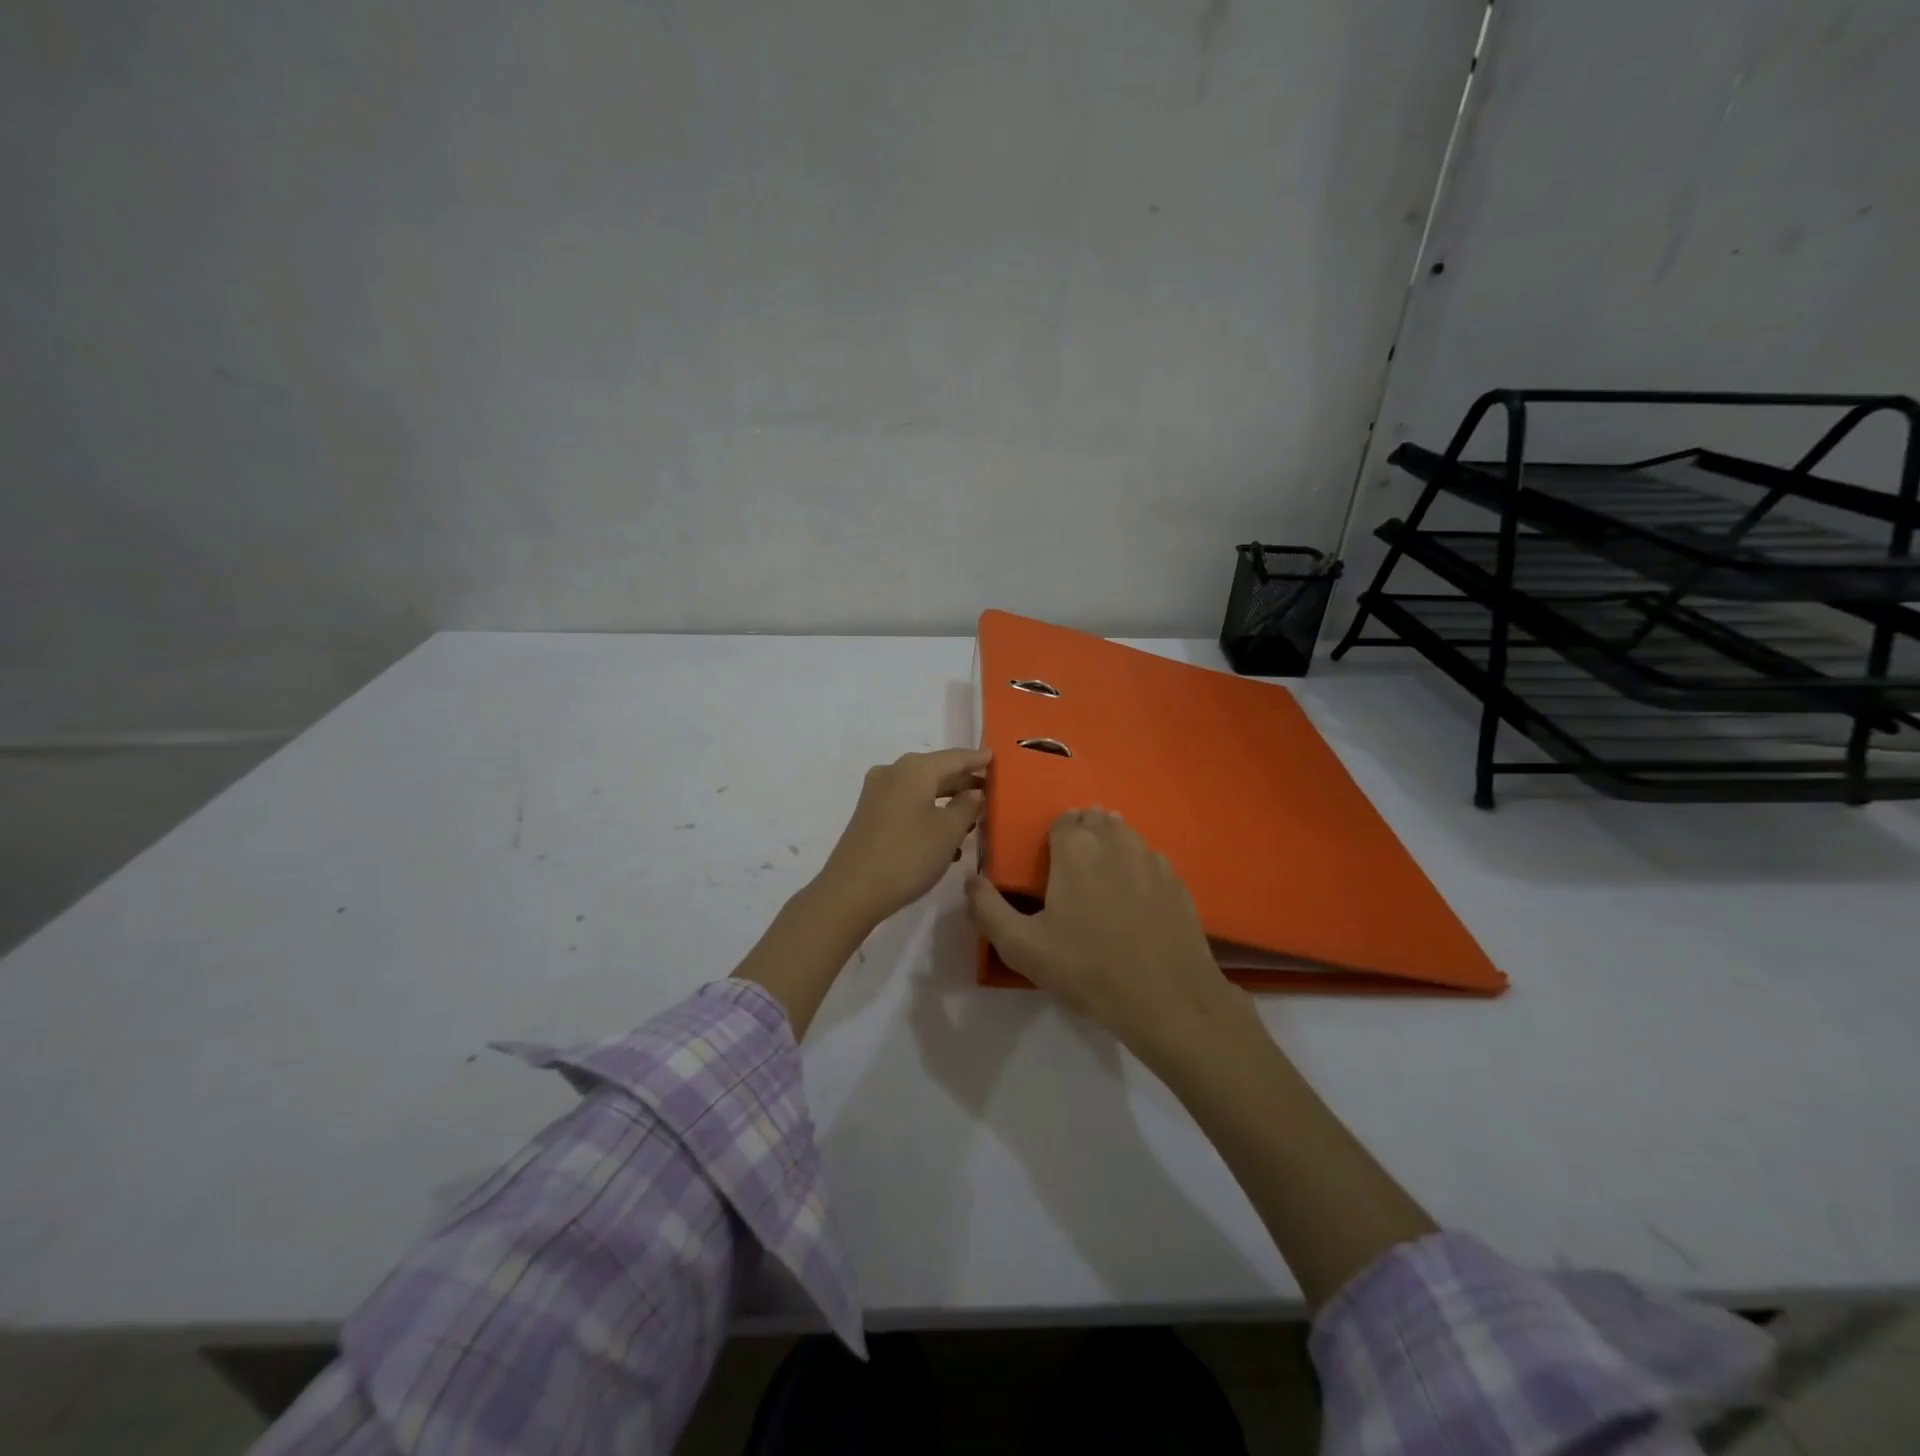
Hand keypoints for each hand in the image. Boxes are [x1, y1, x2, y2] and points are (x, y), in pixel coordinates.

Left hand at [816, 748, 989, 926]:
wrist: (852, 891)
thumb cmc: (908, 855)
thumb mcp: (948, 831)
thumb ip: (967, 807)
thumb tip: (973, 793)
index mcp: (914, 769)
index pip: (955, 757)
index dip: (977, 759)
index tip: (995, 758)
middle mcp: (893, 773)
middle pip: (936, 771)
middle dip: (962, 782)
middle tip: (988, 790)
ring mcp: (877, 794)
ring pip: (921, 790)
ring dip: (946, 802)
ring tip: (972, 818)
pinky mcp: (869, 816)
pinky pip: (907, 805)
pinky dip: (928, 814)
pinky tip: (945, 839)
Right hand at [966, 809, 1246, 1058]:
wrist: (1167, 1000)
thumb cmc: (1087, 969)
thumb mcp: (1022, 947)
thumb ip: (988, 909)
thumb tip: (971, 880)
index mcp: (1076, 848)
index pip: (1062, 819)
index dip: (1053, 837)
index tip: (1047, 863)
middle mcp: (1116, 840)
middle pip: (1095, 820)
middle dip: (1082, 835)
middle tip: (1072, 871)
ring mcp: (1152, 858)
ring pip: (1125, 835)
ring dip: (1110, 845)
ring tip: (1101, 878)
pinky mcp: (1178, 881)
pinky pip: (1150, 859)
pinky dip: (1137, 867)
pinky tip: (1134, 897)